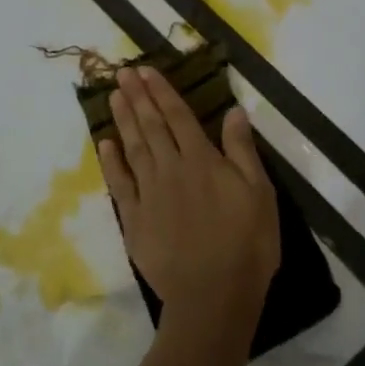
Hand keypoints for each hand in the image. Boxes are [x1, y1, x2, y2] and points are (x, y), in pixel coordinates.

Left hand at [97, 66, 280, 333]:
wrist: (213, 294)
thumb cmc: (246, 243)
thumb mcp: (259, 193)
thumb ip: (242, 150)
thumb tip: (234, 111)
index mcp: (202, 160)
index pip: (178, 117)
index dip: (162, 92)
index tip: (146, 71)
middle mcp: (171, 169)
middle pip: (151, 126)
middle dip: (137, 97)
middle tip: (122, 73)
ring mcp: (149, 194)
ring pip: (133, 148)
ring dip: (123, 120)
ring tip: (113, 96)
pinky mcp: (135, 220)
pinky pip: (120, 184)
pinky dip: (111, 162)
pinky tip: (105, 143)